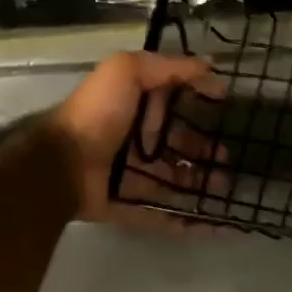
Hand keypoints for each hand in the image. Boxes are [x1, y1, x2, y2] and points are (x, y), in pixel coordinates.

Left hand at [44, 51, 227, 225]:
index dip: (200, 112)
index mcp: (135, 110)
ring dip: (200, 187)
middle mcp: (133, 142)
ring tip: (225, 190)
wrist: (62, 163)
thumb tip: (211, 67)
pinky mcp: (127, 207)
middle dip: (204, 155)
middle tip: (229, 162)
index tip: (226, 116)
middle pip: (177, 149)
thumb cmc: (97, 114)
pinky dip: (185, 224)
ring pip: (172, 184)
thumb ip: (168, 66)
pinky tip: (213, 225)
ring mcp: (129, 178)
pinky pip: (160, 216)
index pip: (174, 110)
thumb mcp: (127, 71)